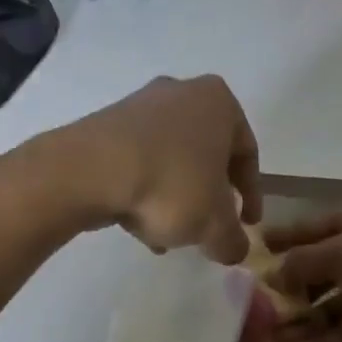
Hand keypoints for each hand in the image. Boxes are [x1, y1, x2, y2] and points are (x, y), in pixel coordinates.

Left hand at [49, 75, 261, 263]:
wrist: (90, 170)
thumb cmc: (170, 184)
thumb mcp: (214, 224)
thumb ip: (233, 240)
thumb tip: (234, 250)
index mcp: (219, 102)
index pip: (247, 153)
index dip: (252, 194)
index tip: (248, 224)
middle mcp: (182, 92)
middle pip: (206, 154)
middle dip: (209, 195)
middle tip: (208, 228)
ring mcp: (141, 104)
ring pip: (171, 159)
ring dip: (175, 196)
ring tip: (168, 236)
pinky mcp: (107, 123)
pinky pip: (139, 159)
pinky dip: (145, 188)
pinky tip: (138, 224)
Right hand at [264, 202, 341, 341]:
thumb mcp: (341, 249)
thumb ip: (303, 263)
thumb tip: (273, 275)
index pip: (312, 231)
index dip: (285, 239)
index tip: (258, 248)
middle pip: (318, 275)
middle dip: (290, 293)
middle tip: (258, 312)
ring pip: (332, 309)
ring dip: (304, 324)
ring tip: (274, 341)